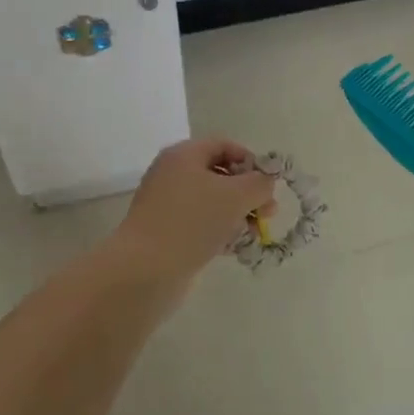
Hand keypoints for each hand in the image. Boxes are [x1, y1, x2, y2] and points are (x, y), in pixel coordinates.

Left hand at [115, 138, 276, 280]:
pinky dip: (219, 231)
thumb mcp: (236, 196)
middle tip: (267, 214)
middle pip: (220, 174)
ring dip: (237, 215)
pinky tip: (233, 248)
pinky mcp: (165, 232)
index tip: (268, 185)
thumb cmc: (193, 221)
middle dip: (248, 193)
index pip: (224, 145)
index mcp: (184, 155)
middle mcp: (172, 174)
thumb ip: (259, 184)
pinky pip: (199, 223)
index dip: (250, 161)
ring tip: (253, 235)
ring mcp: (166, 204)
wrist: (145, 269)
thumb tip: (265, 183)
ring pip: (211, 202)